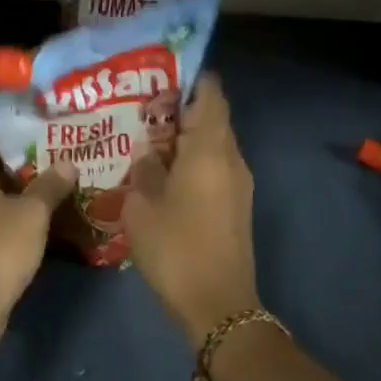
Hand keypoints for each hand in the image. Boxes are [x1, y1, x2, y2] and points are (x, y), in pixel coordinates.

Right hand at [123, 75, 260, 346]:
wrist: (219, 306)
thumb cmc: (176, 249)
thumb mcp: (141, 208)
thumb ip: (143, 171)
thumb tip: (148, 155)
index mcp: (209, 150)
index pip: (211, 95)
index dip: (191, 79)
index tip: (162, 74)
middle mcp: (231, 159)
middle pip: (213, 117)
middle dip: (182, 108)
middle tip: (144, 107)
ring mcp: (238, 184)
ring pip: (214, 144)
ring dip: (186, 137)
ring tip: (148, 139)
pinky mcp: (237, 206)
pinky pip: (216, 167)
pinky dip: (193, 160)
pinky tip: (164, 173)